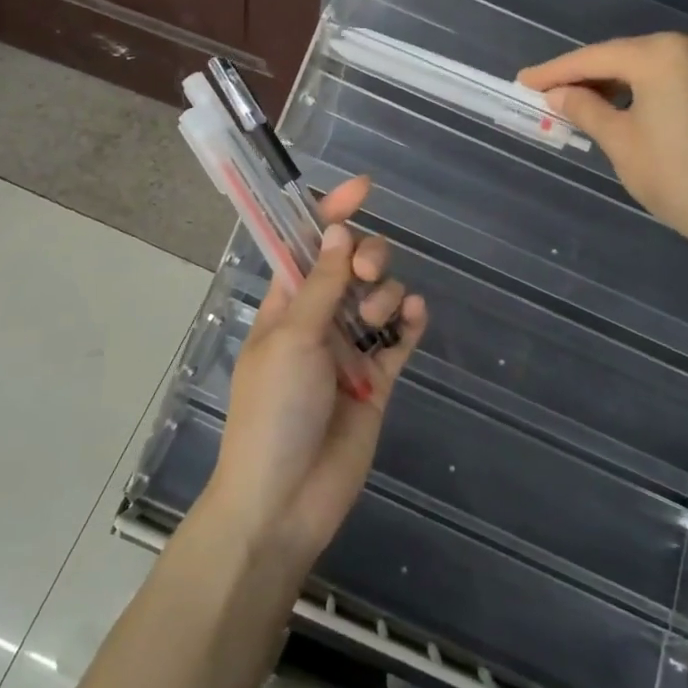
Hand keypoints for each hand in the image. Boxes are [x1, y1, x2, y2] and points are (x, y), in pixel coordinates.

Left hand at [204, 176, 425, 563]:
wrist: (285, 500)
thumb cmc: (273, 411)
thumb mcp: (293, 338)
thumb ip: (321, 284)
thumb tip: (336, 229)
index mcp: (286, 303)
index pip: (308, 244)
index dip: (331, 213)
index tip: (364, 188)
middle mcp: (319, 319)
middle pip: (352, 264)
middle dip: (366, 255)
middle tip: (364, 274)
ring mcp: (350, 349)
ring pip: (379, 297)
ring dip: (385, 292)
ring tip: (378, 318)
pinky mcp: (377, 380)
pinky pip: (400, 338)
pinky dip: (410, 321)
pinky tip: (414, 315)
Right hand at [519, 33, 687, 266]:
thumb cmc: (673, 177)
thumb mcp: (619, 141)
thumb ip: (584, 108)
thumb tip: (557, 94)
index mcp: (662, 55)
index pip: (596, 58)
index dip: (555, 71)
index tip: (524, 81)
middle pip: (624, 55)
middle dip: (586, 74)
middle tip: (549, 92)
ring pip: (650, 64)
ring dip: (616, 80)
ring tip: (581, 100)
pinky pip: (675, 75)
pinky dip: (646, 86)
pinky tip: (625, 103)